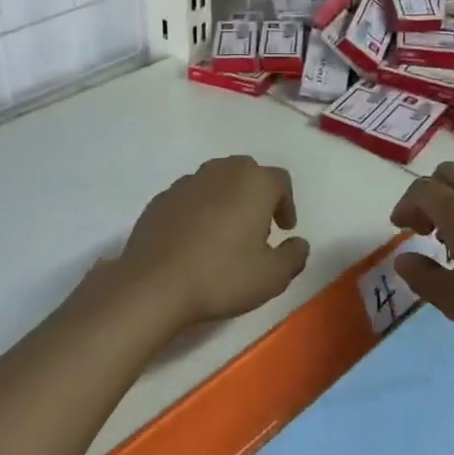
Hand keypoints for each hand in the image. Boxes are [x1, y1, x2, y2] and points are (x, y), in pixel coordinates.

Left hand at [116, 156, 308, 334]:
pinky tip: (195, 239)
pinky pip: (191, 196)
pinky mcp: (162, 197)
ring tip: (226, 234)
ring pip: (217, 181)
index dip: (287, 204)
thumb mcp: (272, 277)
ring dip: (228, 200)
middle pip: (248, 173)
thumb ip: (294, 256)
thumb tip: (299, 243)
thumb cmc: (222, 275)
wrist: (154, 283)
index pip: (280, 181)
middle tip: (258, 228)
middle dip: (257, 196)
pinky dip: (200, 210)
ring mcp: (188, 181)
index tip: (284, 230)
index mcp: (253, 182)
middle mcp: (222, 171)